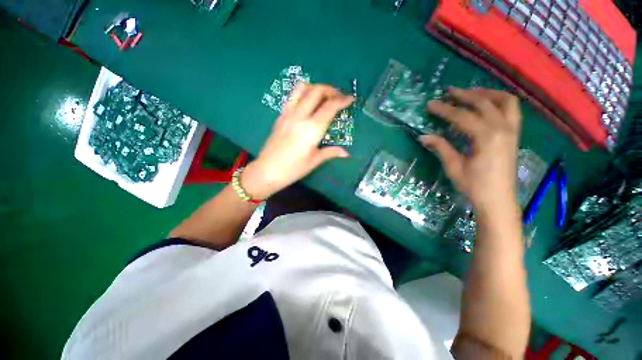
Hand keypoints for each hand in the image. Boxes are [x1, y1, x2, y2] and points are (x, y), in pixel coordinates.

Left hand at [241, 83, 353, 199]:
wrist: (267, 170)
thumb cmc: (293, 169)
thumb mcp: (314, 161)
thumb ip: (331, 152)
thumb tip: (346, 153)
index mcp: (312, 129)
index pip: (330, 107)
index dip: (342, 100)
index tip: (350, 99)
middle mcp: (300, 116)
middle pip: (317, 91)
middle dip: (330, 90)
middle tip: (338, 97)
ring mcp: (288, 114)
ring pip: (302, 88)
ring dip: (315, 87)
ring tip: (322, 96)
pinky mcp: (280, 116)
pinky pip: (292, 97)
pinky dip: (302, 93)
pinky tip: (307, 103)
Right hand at [420, 87, 521, 210]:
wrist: (497, 199)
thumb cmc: (474, 185)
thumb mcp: (453, 166)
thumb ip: (441, 147)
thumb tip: (423, 136)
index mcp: (486, 137)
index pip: (462, 116)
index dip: (444, 110)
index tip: (430, 104)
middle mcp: (503, 128)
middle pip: (483, 103)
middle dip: (464, 95)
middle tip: (448, 92)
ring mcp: (512, 130)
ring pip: (504, 101)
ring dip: (486, 93)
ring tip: (470, 92)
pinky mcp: (514, 134)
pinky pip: (512, 109)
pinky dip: (500, 101)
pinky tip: (488, 104)